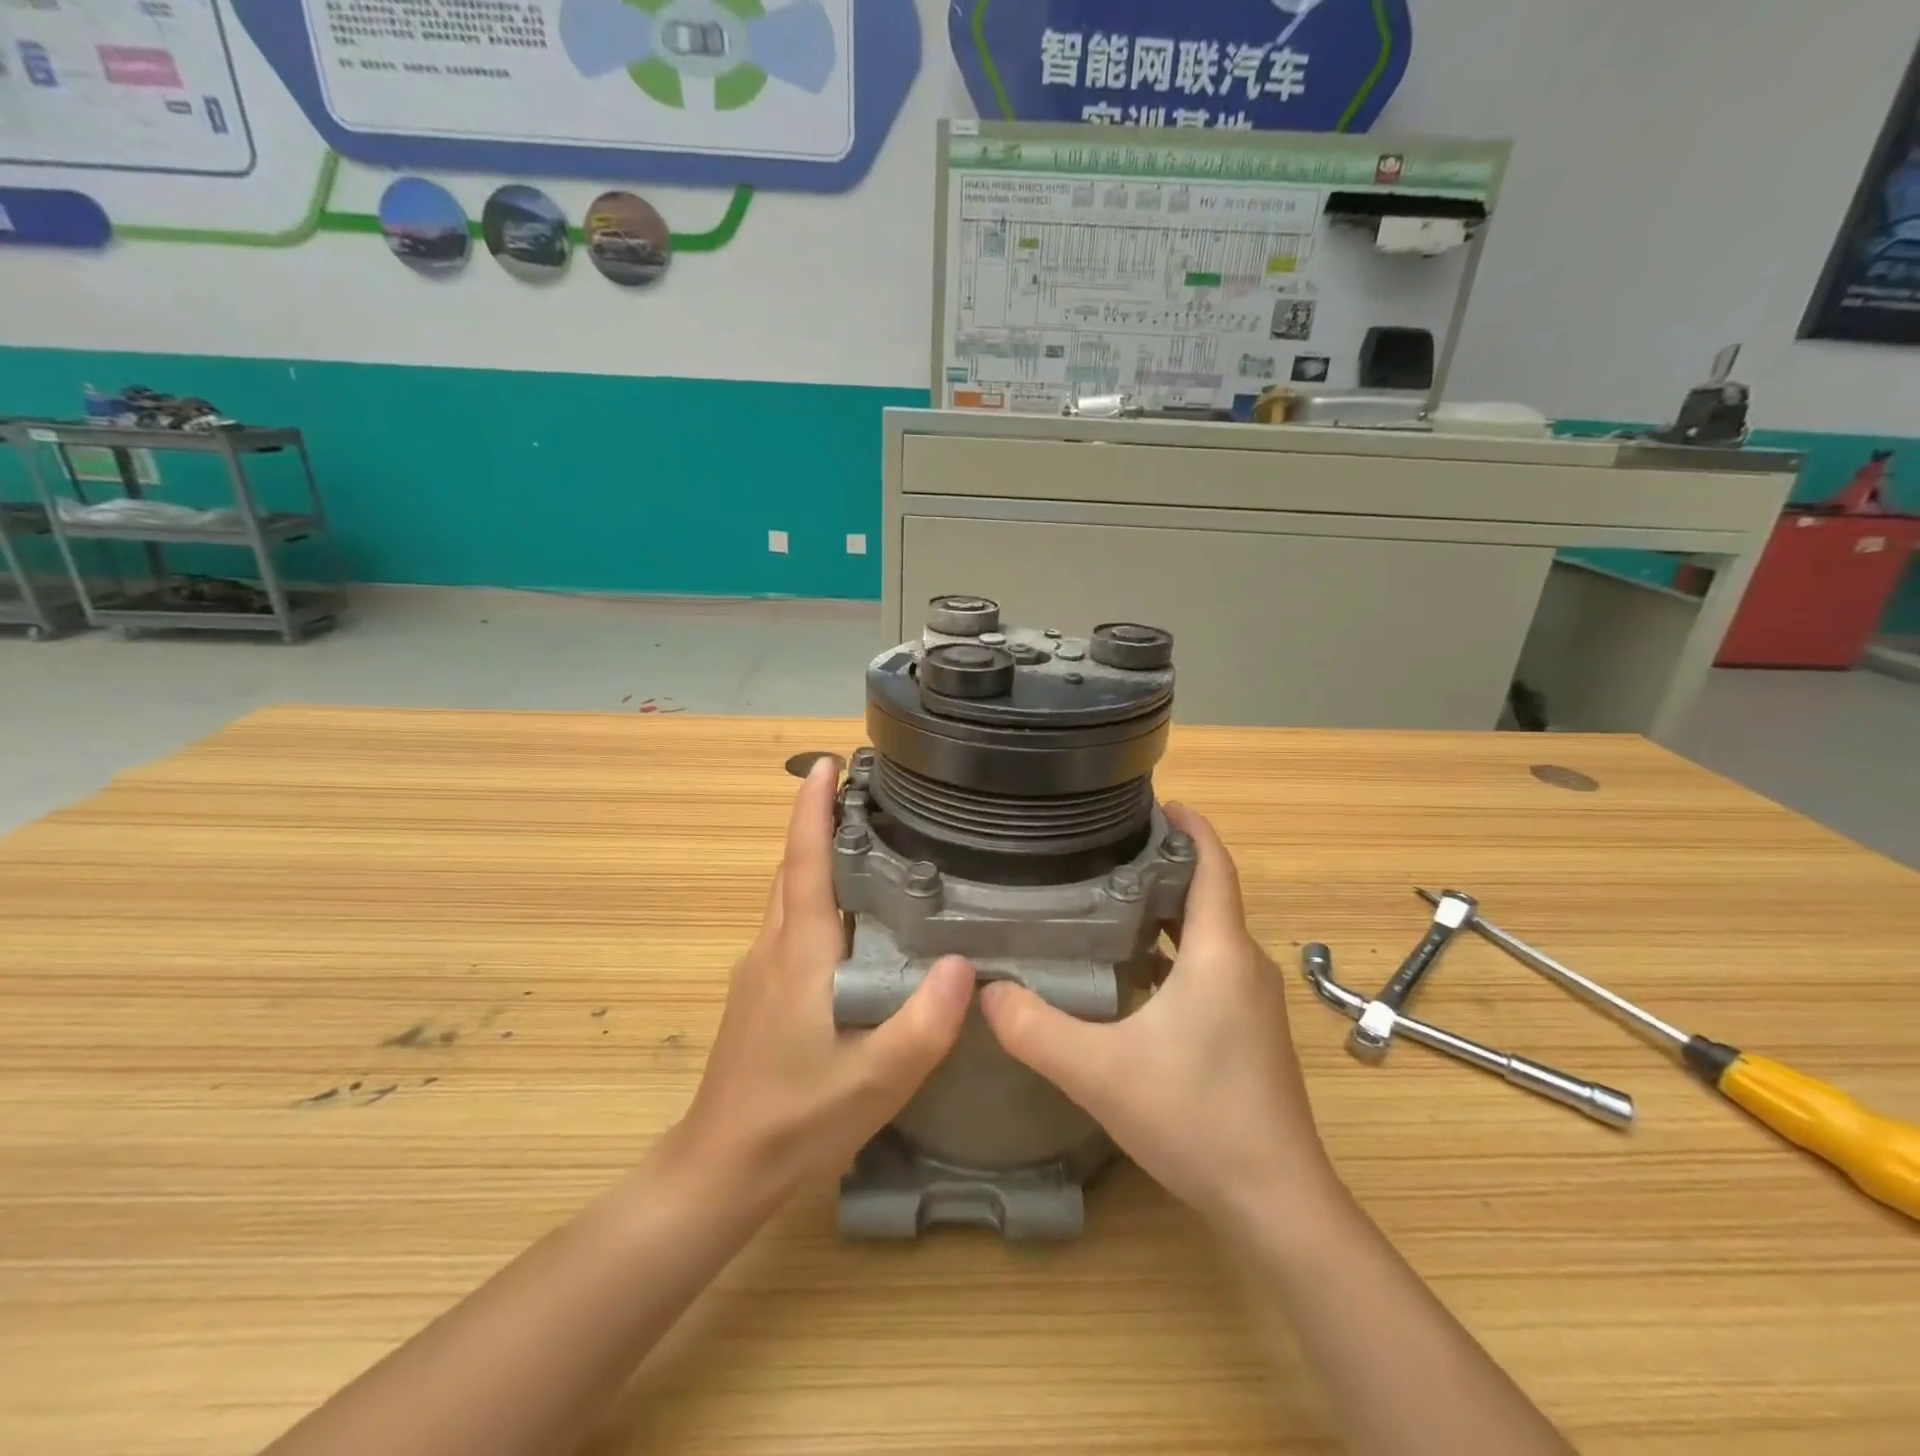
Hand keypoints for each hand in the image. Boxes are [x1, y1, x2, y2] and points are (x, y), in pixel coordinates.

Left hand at [670, 759, 973, 1206]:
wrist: (720, 1170)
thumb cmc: (795, 1121)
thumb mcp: (875, 1081)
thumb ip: (923, 1024)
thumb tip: (967, 963)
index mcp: (799, 954)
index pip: (804, 862)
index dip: (812, 810)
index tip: (824, 763)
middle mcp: (773, 949)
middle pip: (792, 869)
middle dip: (818, 823)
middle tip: (866, 795)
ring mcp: (759, 972)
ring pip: (788, 898)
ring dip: (815, 859)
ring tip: (866, 844)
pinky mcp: (758, 994)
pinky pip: (789, 925)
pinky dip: (814, 897)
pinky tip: (852, 920)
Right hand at [979, 804, 1332, 1226]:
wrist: (1275, 1202)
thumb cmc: (1195, 1118)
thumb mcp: (1098, 1072)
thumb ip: (1034, 1028)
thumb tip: (985, 992)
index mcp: (1219, 953)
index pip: (1213, 866)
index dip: (1191, 828)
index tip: (1157, 802)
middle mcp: (1243, 966)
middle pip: (1208, 894)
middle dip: (1164, 865)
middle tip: (1105, 851)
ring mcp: (1251, 1001)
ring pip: (1208, 934)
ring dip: (1167, 911)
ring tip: (1108, 900)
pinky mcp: (1249, 1031)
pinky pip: (1211, 967)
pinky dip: (1175, 951)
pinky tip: (1132, 972)